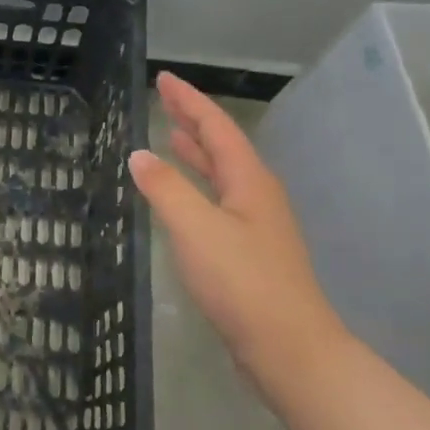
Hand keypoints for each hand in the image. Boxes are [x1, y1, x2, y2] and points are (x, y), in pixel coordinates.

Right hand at [129, 72, 346, 390]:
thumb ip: (166, 188)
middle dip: (192, 121)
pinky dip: (197, 185)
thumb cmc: (243, 282)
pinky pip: (218, 200)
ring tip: (171, 136)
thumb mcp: (196, 228)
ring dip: (196, 153)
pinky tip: (182, 197)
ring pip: (221, 174)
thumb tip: (139, 154)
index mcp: (248, 180)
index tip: (164, 78)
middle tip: (164, 100)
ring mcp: (256, 226)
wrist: (290, 351)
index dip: (189, 101)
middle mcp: (256, 195)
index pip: (215, 126)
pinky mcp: (250, 253)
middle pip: (222, 146)